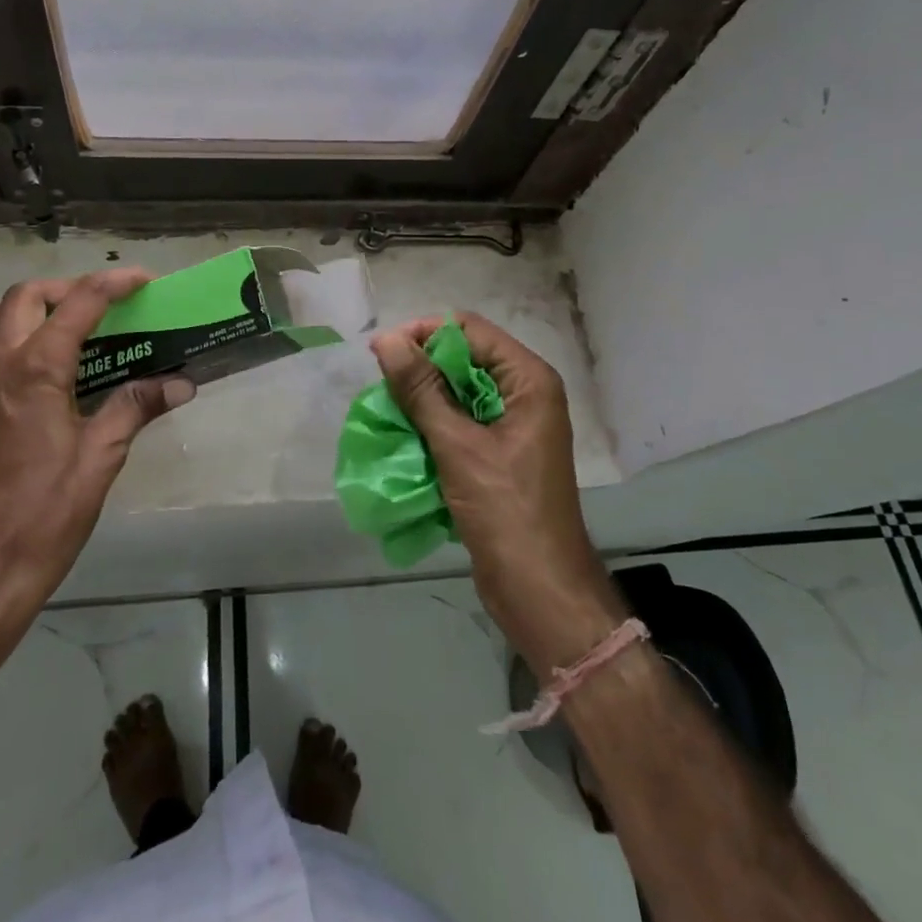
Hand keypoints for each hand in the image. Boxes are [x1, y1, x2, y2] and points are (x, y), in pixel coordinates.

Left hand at [0, 270, 195, 624]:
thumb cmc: (48, 511)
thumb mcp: (102, 456)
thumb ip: (136, 407)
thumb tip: (181, 383)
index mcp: (35, 371)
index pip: (78, 304)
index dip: (114, 283)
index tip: (142, 280)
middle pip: (24, 297)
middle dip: (67, 288)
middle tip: (103, 304)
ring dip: (27, 308)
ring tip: (64, 327)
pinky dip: (8, 338)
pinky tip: (39, 374)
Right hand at [371, 312, 622, 671]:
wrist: (539, 590)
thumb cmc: (506, 511)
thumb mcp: (458, 445)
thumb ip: (421, 389)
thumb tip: (387, 340)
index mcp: (528, 380)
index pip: (470, 330)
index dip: (425, 334)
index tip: (382, 353)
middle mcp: (524, 394)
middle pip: (464, 358)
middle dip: (421, 368)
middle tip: (382, 386)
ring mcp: (513, 425)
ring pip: (457, 391)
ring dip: (422, 399)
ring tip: (387, 411)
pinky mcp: (499, 453)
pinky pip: (459, 422)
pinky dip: (431, 424)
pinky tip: (404, 437)